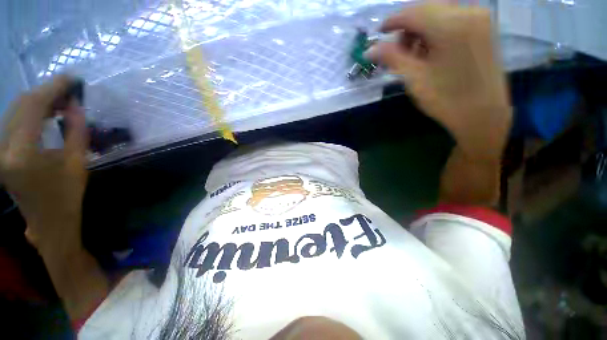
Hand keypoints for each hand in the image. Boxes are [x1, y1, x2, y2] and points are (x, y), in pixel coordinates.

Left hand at [0, 75, 87, 250]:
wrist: (48, 221)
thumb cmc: (66, 195)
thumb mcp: (77, 162)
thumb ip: (76, 131)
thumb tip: (75, 104)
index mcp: (22, 153)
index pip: (33, 106)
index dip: (53, 88)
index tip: (72, 79)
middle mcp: (2, 147)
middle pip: (20, 104)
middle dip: (46, 92)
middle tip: (69, 90)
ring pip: (15, 110)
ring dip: (38, 101)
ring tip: (60, 100)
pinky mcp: (0, 151)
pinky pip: (13, 121)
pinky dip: (30, 111)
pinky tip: (46, 112)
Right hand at [369, 3, 511, 159]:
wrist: (483, 115)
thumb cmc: (446, 99)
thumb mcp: (414, 78)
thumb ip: (391, 58)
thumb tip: (369, 50)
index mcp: (451, 25)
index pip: (413, 13)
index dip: (392, 21)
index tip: (379, 33)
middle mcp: (468, 12)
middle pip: (426, 9)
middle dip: (407, 27)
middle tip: (396, 50)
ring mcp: (479, 18)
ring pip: (439, 13)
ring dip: (421, 29)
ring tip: (413, 55)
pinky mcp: (483, 28)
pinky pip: (452, 19)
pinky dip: (436, 31)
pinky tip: (430, 51)